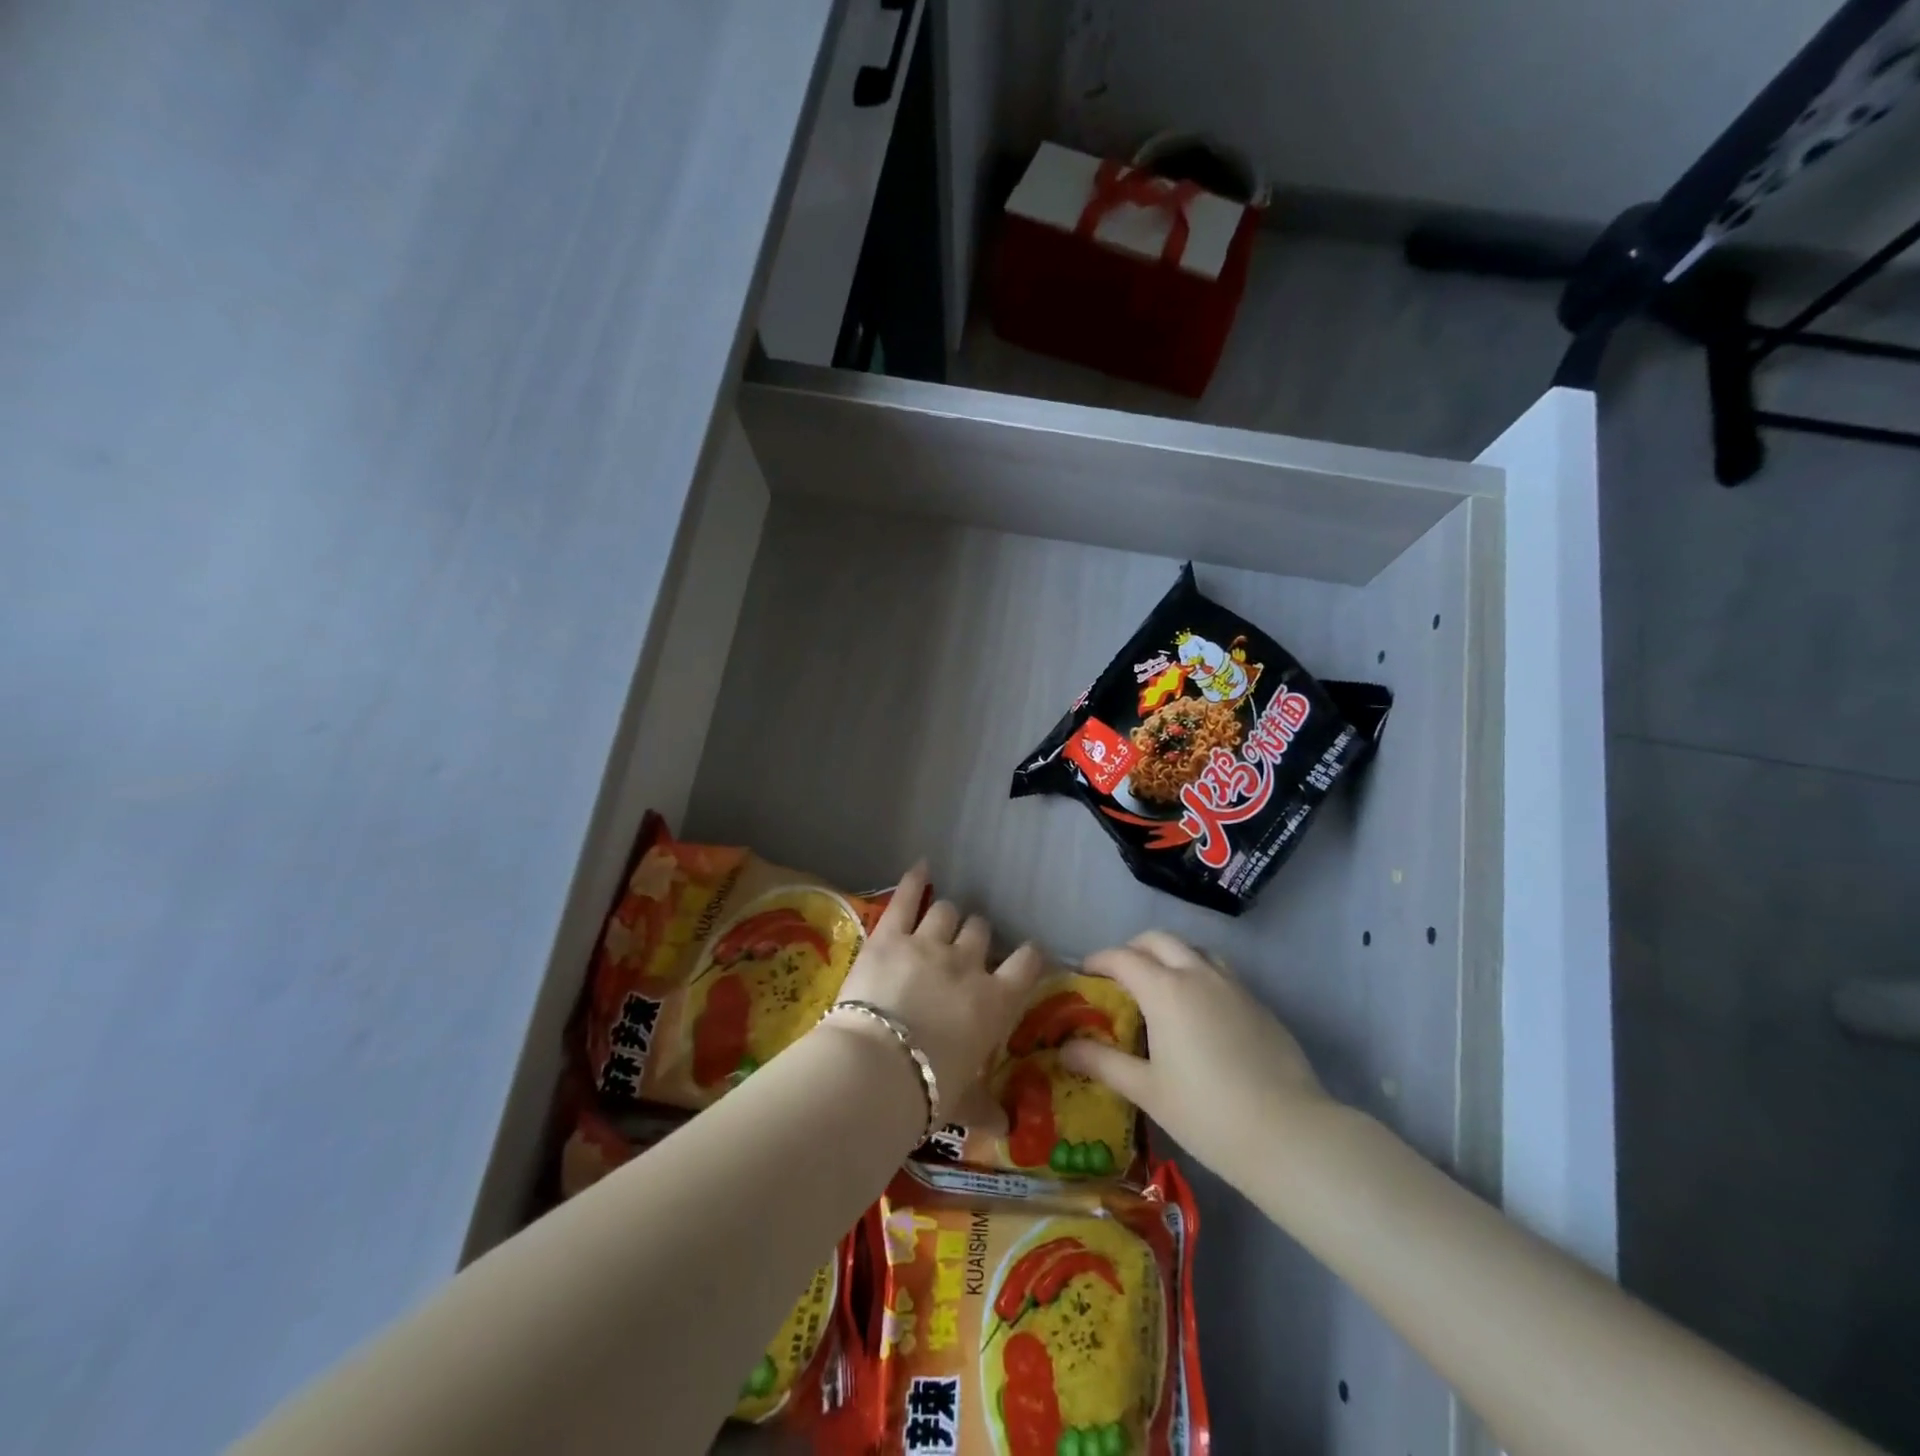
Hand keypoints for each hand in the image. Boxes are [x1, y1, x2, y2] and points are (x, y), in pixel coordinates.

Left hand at [827, 862, 1044, 1133]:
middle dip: (977, 936)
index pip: (1027, 964)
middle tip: (966, 949)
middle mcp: (967, 964)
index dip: (1029, 955)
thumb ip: (987, 1110)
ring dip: (947, 916)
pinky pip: (905, 899)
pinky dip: (914, 880)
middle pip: (981, 931)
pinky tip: (921, 866)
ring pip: (947, 913)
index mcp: (994, 1001)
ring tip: (942, 921)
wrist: (877, 1068)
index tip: (1027, 954)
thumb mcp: (964, 1103)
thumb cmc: (929, 1090)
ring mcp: (928, 943)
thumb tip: (1008, 1132)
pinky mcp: (890, 935)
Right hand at [1061, 931, 1332, 1187]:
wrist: (1289, 1134)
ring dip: (1170, 956)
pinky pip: (1220, 973)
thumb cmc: (1207, 1113)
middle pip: (1159, 940)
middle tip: (1119, 978)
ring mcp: (1233, 986)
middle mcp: (1198, 974)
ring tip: (1160, 989)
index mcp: (1165, 989)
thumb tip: (1066, 1048)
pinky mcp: (1258, 1003)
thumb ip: (1103, 1063)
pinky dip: (1199, 975)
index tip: (1084, 975)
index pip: (1122, 957)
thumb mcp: (1147, 1090)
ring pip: (1194, 950)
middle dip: (1133, 949)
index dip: (1098, 961)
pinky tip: (1199, 1014)